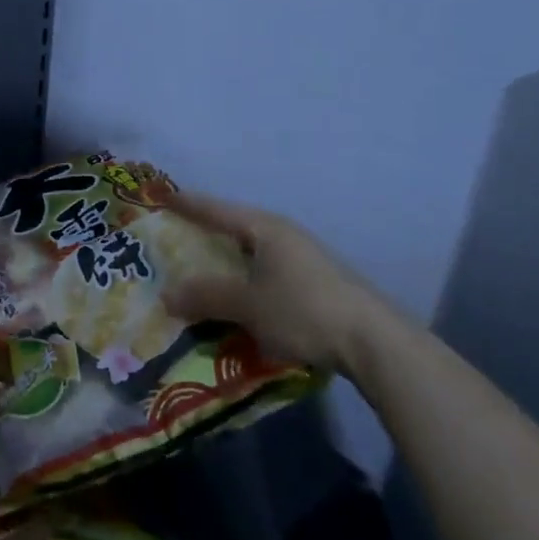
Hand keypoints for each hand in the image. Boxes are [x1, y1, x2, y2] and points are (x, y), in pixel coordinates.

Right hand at [161, 192, 389, 372]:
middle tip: (177, 238)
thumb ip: (205, 297)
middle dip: (207, 235)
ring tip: (206, 273)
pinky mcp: (318, 284)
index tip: (162, 196)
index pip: (216, 209)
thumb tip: (166, 295)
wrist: (376, 344)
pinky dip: (249, 281)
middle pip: (236, 228)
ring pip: (254, 254)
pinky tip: (243, 299)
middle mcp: (284, 235)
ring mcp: (305, 259)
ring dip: (229, 263)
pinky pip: (269, 273)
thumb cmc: (303, 310)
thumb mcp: (247, 305)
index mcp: (265, 228)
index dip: (188, 204)